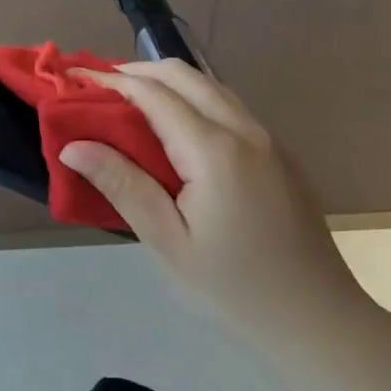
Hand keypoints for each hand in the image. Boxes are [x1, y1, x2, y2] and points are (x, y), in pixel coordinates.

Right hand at [58, 61, 372, 345]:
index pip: (154, 94)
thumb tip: (73, 145)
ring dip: (166, 82)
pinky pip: (228, 106)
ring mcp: (267, 138)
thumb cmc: (234, 288)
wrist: (318, 319)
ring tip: (127, 102)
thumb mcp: (168, 243)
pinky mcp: (278, 153)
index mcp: (215, 150)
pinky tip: (172, 129)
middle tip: (97, 88)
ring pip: (210, 86)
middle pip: (184, 75)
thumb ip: (123, 186)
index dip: (111, 81)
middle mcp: (245, 130)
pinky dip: (192, 99)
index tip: (74, 77)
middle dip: (136, 71)